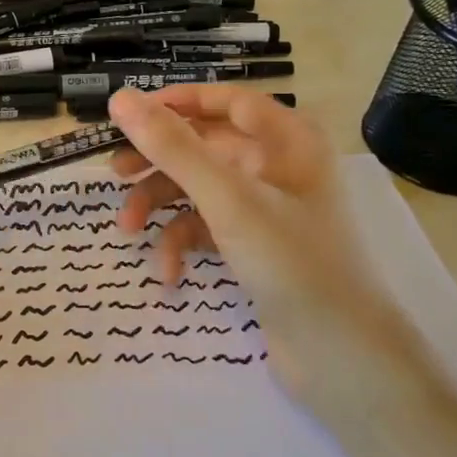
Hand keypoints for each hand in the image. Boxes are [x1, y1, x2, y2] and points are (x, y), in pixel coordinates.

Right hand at [106, 86, 402, 370]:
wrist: (342, 358)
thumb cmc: (291, 262)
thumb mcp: (226, 199)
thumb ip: (172, 147)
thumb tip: (120, 98)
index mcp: (287, 141)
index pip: (225, 101)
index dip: (176, 103)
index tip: (128, 116)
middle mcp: (278, 167)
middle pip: (204, 147)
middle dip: (157, 163)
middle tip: (114, 174)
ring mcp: (267, 210)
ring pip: (199, 189)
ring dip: (160, 207)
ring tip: (127, 231)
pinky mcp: (256, 248)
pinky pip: (207, 229)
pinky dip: (182, 245)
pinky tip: (168, 273)